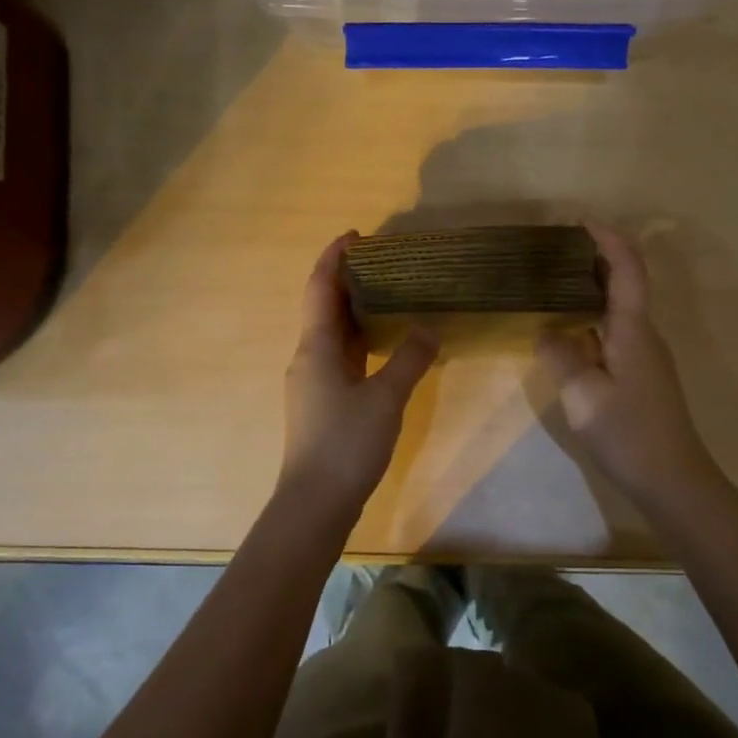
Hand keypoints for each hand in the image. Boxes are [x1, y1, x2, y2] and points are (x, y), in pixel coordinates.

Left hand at [278, 233, 438, 511]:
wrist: (315, 502)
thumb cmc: (346, 443)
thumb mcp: (386, 398)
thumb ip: (410, 359)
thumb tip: (430, 327)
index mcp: (316, 346)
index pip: (319, 287)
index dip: (334, 257)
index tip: (357, 235)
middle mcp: (308, 357)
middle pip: (324, 306)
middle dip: (349, 280)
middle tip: (386, 263)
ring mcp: (313, 381)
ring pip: (333, 333)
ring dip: (356, 311)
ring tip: (391, 295)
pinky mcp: (322, 402)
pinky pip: (340, 357)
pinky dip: (360, 341)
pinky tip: (385, 345)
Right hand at [537, 223, 721, 506]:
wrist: (672, 480)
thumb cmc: (628, 433)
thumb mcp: (583, 395)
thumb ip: (561, 356)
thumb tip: (547, 331)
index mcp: (633, 330)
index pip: (627, 270)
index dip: (609, 239)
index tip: (582, 221)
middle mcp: (644, 334)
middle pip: (625, 282)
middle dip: (597, 257)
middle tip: (557, 250)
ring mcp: (645, 355)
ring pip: (619, 308)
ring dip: (594, 287)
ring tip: (555, 283)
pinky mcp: (640, 374)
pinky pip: (615, 330)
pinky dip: (592, 317)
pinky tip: (569, 329)